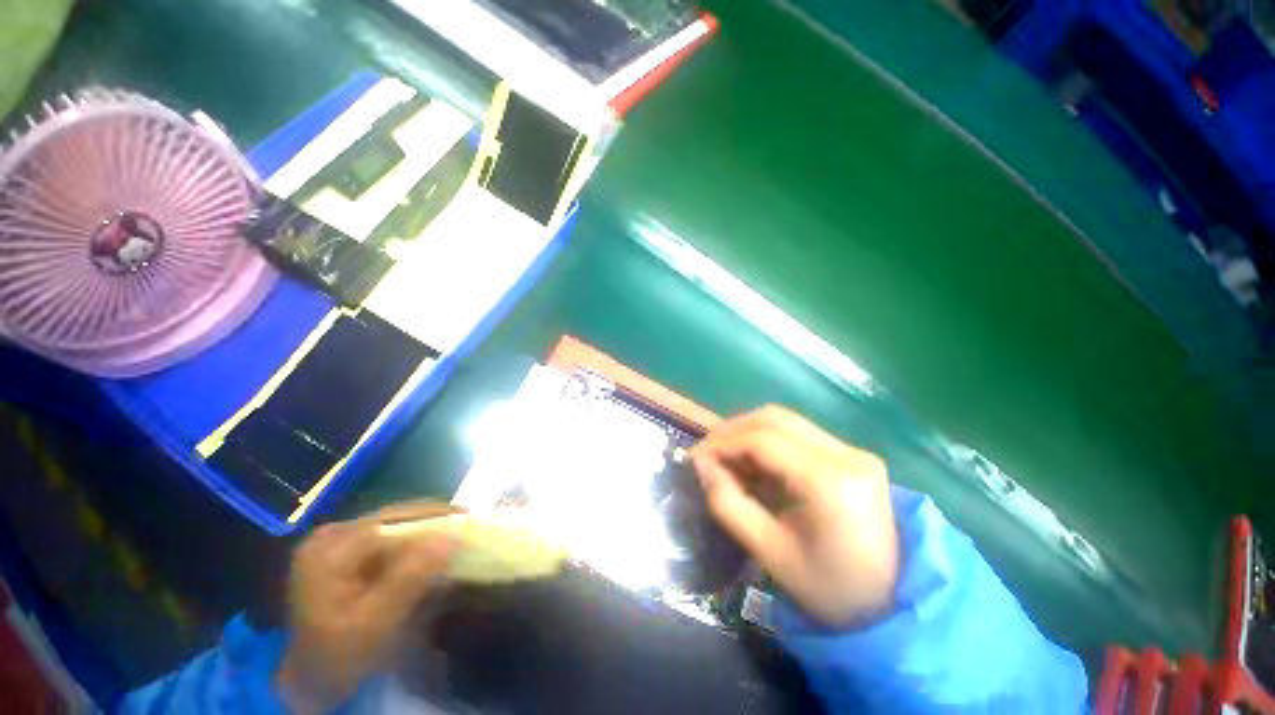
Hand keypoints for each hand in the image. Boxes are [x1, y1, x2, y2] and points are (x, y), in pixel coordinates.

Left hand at [276, 502, 457, 712]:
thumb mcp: (372, 625)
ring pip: (395, 522)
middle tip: (470, 524)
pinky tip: (433, 546)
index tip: (470, 519)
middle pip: (393, 517)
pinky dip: (415, 539)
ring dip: (428, 527)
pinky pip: (390, 535)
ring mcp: (337, 540)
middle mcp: (331, 536)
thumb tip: (451, 537)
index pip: (390, 522)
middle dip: (434, 519)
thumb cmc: (338, 656)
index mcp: (328, 551)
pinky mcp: (347, 549)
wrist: (310, 677)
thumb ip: (408, 580)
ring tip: (458, 531)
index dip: (433, 517)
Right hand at [691, 406, 897, 627]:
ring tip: (724, 457)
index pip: (762, 440)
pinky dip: (766, 441)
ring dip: (747, 432)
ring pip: (784, 420)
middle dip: (731, 431)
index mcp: (830, 481)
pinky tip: (751, 462)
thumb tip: (701, 466)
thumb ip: (729, 504)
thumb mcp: (770, 553)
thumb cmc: (831, 590)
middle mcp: (846, 453)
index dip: (722, 443)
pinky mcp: (851, 454)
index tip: (695, 458)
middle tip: (706, 453)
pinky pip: (797, 433)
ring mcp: (852, 450)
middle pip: (773, 419)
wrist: (896, 604)